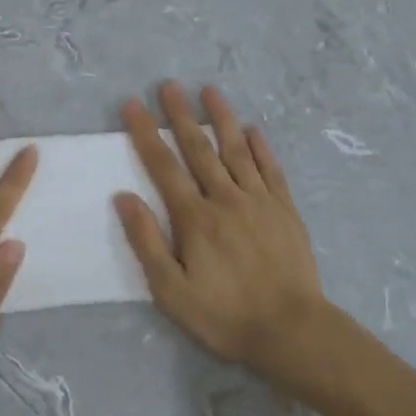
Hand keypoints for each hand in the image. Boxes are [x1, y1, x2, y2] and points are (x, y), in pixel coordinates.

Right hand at [115, 83, 328, 378]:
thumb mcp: (172, 291)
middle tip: (168, 85)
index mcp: (195, 218)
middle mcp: (226, 198)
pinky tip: (254, 130)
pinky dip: (261, 147)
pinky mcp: (285, 210)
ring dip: (221, 118)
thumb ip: (147, 242)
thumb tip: (123, 196)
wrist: (292, 330)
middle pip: (199, 148)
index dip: (145, 133)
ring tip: (210, 91)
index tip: (132, 105)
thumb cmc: (225, 315)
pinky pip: (271, 169)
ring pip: (236, 150)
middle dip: (180, 114)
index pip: (163, 166)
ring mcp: (259, 201)